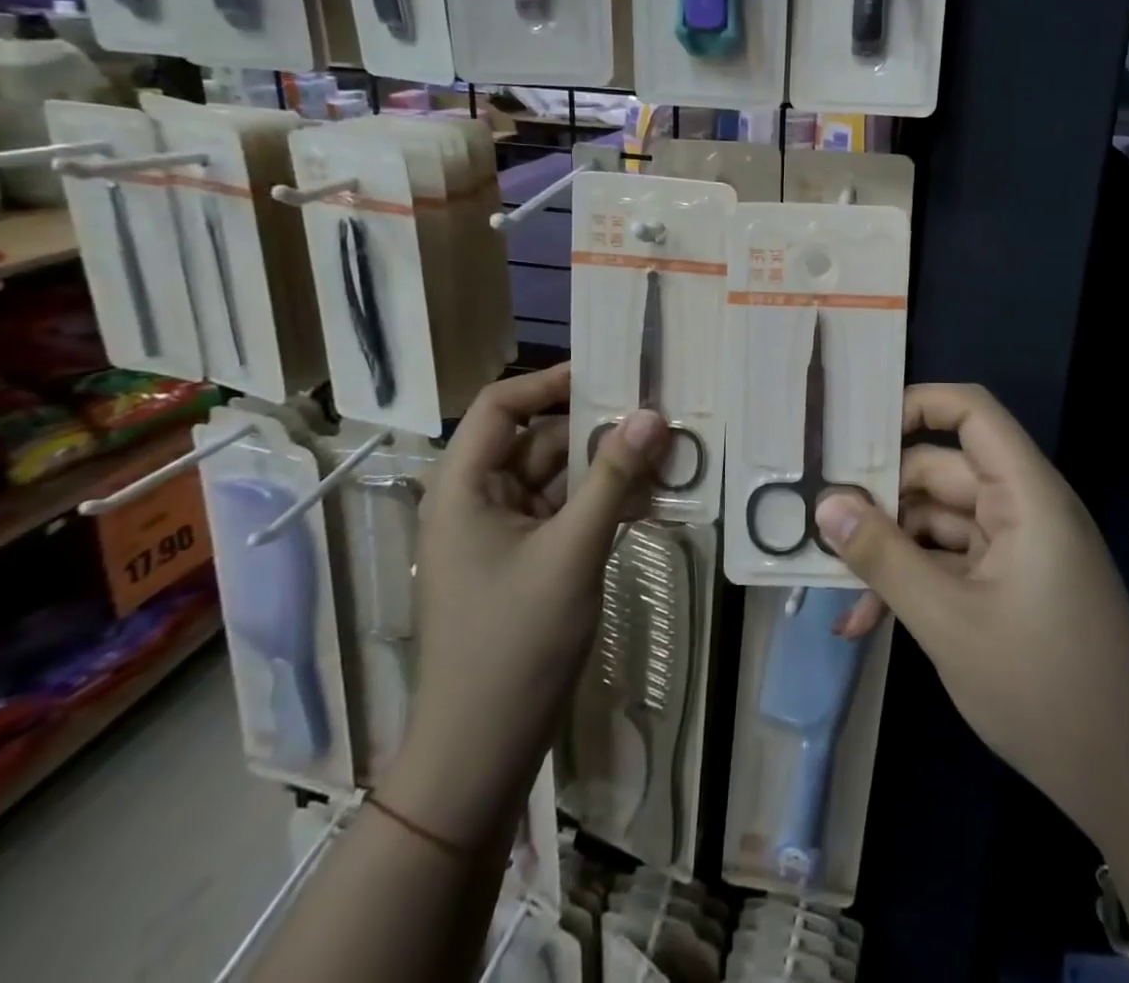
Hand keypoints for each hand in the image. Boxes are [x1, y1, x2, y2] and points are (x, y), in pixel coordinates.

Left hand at [386, 365, 668, 846]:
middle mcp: (477, 500)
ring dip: (606, 470)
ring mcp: (501, 534)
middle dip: (595, 430)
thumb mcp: (572, 552)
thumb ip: (613, 479)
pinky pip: (564, 513)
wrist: (482, 751)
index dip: (549, 383)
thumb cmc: (515, 643)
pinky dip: (600, 504)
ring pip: (557, 478)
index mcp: (464, 487)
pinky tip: (647, 504)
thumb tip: (652, 415)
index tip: (609, 376)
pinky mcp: (524, 561)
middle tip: (656, 419)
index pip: (500, 406)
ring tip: (664, 460)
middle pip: (537, 441)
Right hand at [815, 383, 1128, 852]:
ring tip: (832, 581)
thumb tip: (825, 505)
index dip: (917, 405)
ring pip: (936, 521)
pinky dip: (912, 580)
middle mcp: (1021, 507)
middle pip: (940, 471)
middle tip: (817, 518)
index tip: (855, 432)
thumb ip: (883, 557)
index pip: (972, 413)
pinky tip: (864, 621)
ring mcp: (1014, 547)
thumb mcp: (948, 621)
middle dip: (880, 497)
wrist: (1121, 779)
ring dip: (888, 549)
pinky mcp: (1007, 582)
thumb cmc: (1041, 688)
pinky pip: (948, 560)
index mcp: (1025, 495)